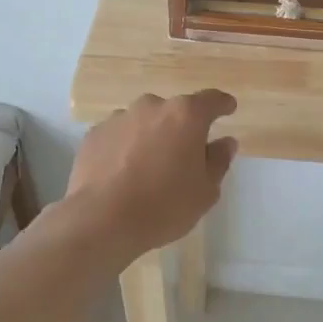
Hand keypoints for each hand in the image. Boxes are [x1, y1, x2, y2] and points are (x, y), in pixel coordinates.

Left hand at [65, 91, 238, 259]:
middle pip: (174, 111)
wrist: (101, 220)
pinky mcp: (94, 134)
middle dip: (182, 128)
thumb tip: (224, 142)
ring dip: (151, 137)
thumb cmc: (164, 205)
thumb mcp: (206, 191)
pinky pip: (119, 136)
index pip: (211, 100)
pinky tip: (122, 173)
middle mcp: (152, 107)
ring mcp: (119, 118)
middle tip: (184, 155)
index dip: (222, 104)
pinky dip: (125, 148)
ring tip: (149, 167)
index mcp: (186, 116)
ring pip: (144, 122)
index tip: (228, 108)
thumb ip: (218, 161)